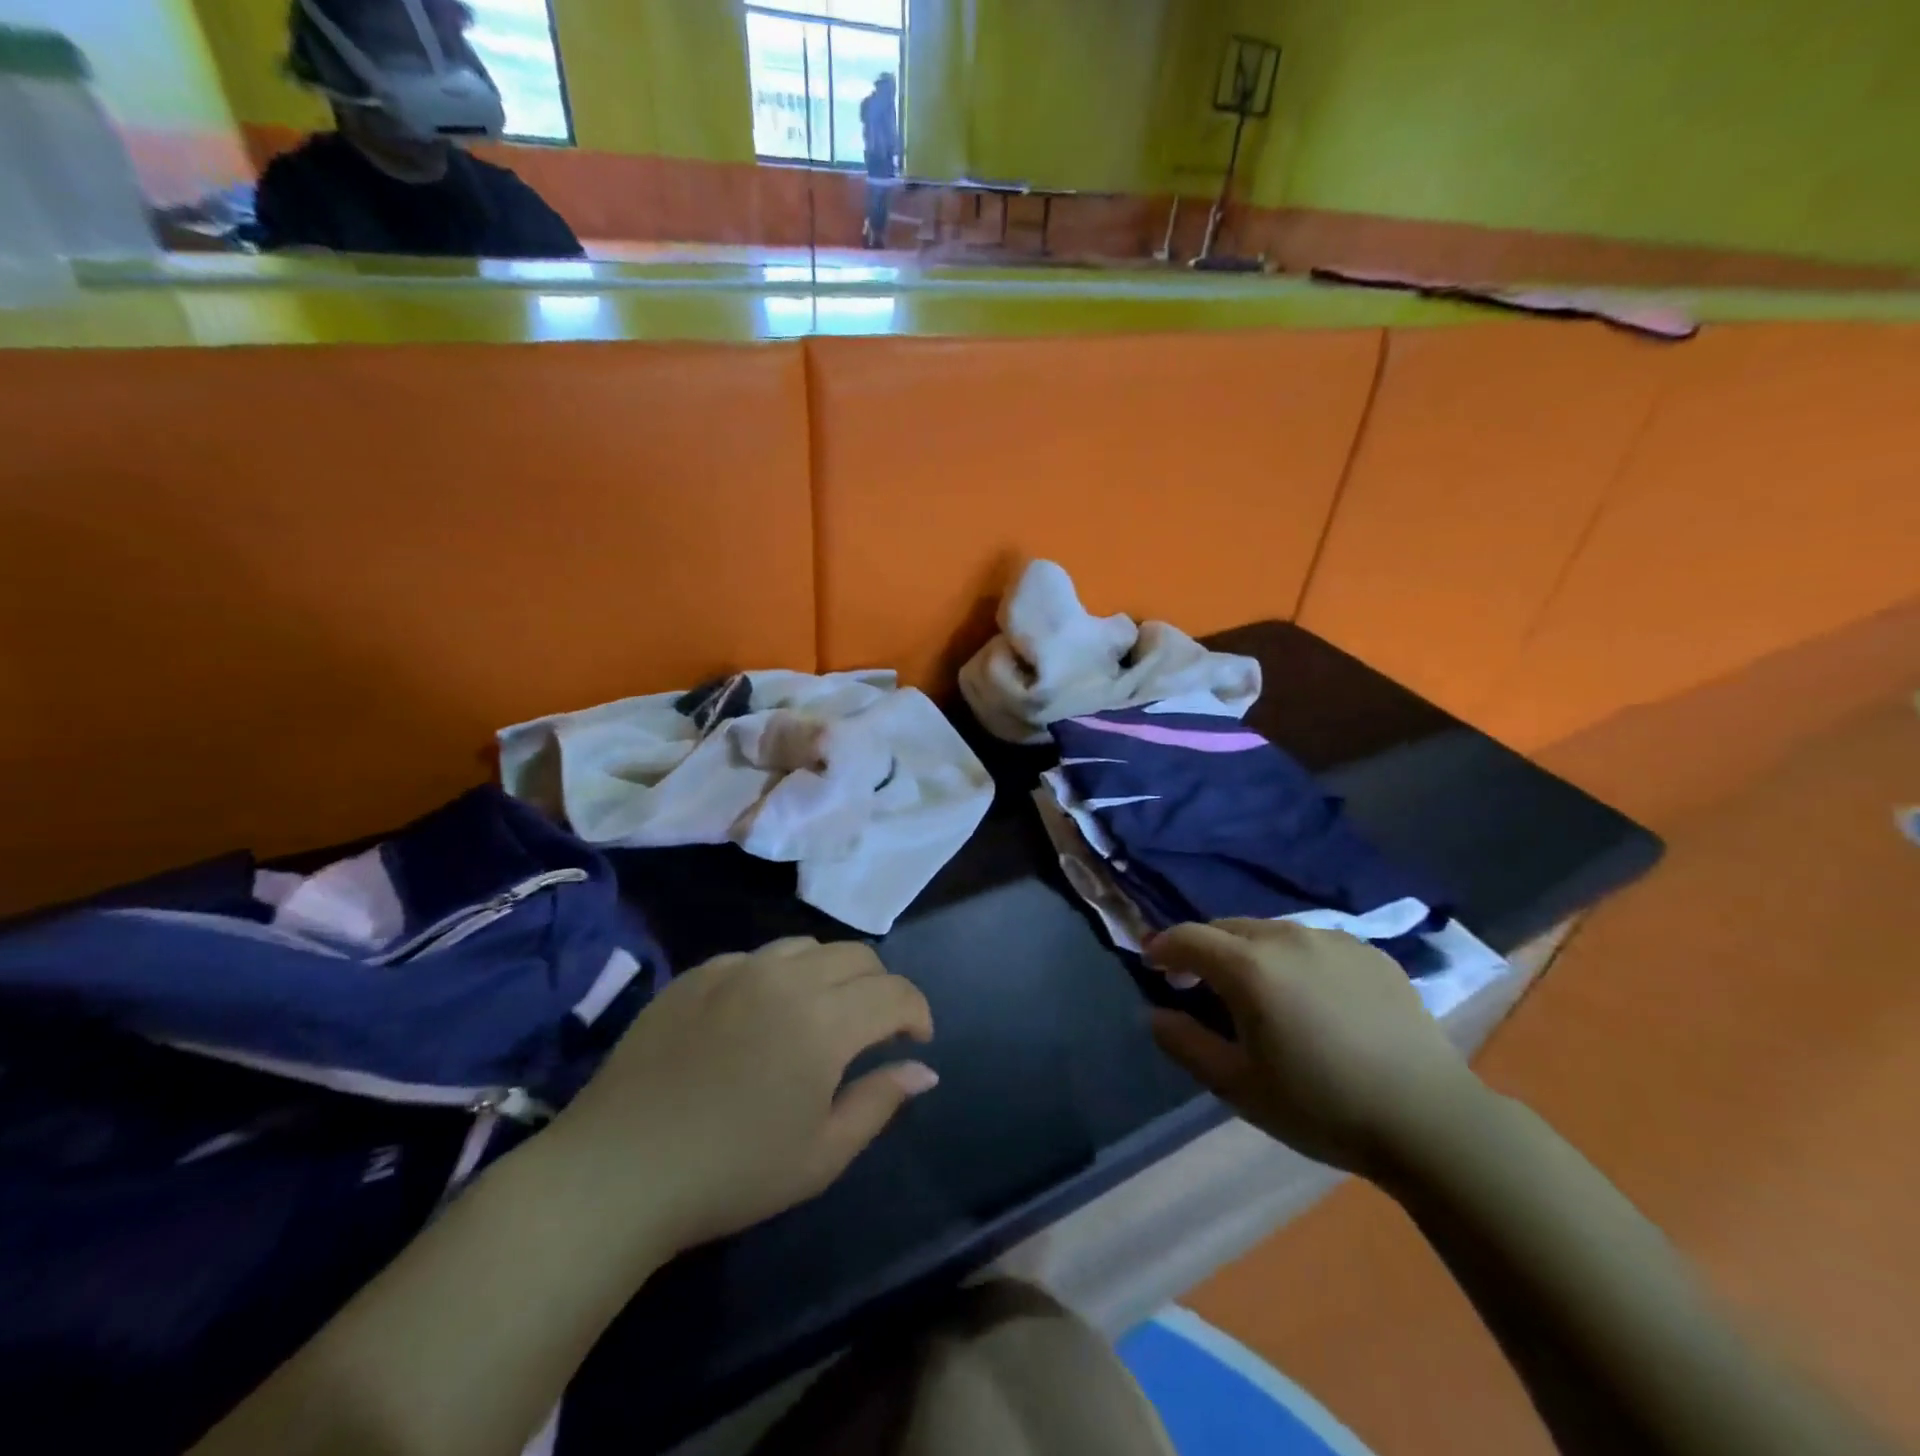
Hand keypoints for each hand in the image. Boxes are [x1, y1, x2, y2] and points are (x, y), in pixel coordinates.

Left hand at [548, 937, 935, 1257]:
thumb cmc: (730, 1174)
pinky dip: (779, 975)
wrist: (616, 1172)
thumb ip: (880, 1102)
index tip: (916, 1040)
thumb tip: (923, 1069)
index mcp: (824, 1022)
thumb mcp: (821, 1155)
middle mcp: (786, 978)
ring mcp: (737, 968)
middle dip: (880, 987)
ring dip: (831, 974)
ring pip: (808, 947)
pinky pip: (756, 957)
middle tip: (873, 1030)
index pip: (895, 992)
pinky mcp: (697, 973)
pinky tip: (761, 1015)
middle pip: (857, 956)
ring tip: (820, 1015)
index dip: (917, 1012)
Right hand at [1147, 919, 1483, 1174]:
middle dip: (1204, 949)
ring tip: (1257, 991)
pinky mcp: (1370, 952)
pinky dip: (1294, 959)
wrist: (1430, 1120)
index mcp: (1249, 966)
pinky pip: (1314, 943)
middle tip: (1199, 984)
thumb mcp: (1238, 1086)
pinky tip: (1311, 997)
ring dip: (1249, 952)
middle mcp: (1287, 937)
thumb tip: (1156, 1014)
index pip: (1188, 937)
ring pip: (1271, 932)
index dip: (1163, 948)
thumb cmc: (1321, 1106)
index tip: (1153, 965)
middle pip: (1227, 927)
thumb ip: (1185, 1044)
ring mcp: (1333, 940)